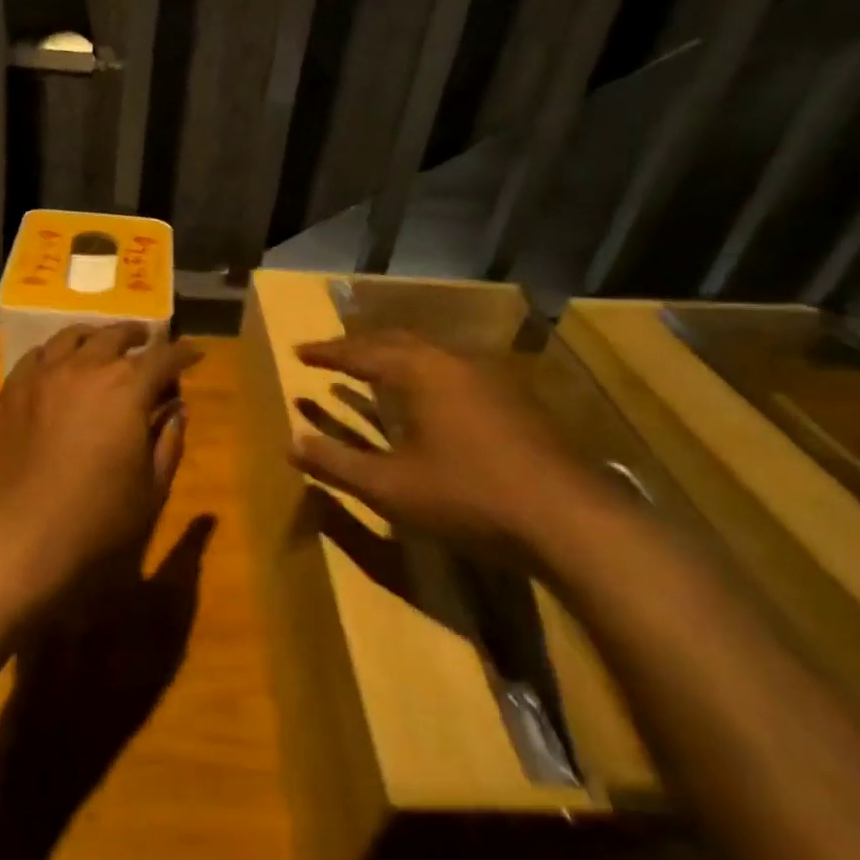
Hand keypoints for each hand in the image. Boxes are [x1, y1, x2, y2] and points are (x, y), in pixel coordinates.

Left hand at [0, 324, 202, 603]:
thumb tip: (176, 410)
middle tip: (149, 340)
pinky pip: (37, 355)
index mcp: (127, 388)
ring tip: (104, 342)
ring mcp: (43, 375)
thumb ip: (168, 442)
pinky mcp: (11, 390)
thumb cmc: (96, 518)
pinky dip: (57, 352)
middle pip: (116, 336)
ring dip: (97, 336)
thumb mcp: (151, 488)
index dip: (183, 353)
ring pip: (73, 337)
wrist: (18, 535)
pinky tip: (60, 363)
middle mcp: (85, 368)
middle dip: (138, 336)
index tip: (194, 354)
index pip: (163, 358)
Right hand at [290, 329, 596, 553]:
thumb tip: (291, 442)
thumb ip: (337, 463)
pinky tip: (427, 398)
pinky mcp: (514, 400)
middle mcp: (454, 363)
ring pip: (430, 354)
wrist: (567, 519)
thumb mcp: (390, 487)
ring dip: (394, 356)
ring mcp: (491, 378)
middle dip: (360, 346)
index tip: (298, 351)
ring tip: (372, 368)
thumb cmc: (467, 497)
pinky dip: (423, 374)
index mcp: (420, 373)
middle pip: (398, 341)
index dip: (327, 353)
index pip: (361, 352)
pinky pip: (454, 371)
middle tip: (331, 354)